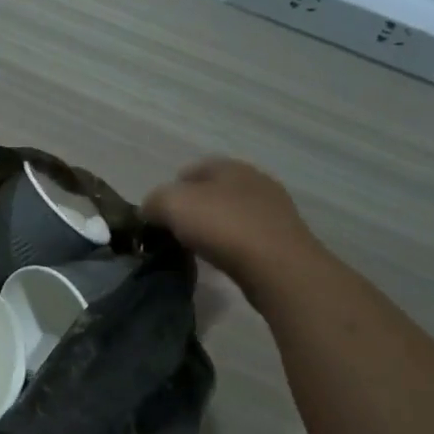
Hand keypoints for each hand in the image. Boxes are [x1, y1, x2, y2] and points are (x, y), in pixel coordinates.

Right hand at [143, 158, 319, 297]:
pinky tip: (222, 261)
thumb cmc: (223, 226)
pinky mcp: (283, 239)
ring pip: (230, 214)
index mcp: (229, 166)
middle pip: (212, 192)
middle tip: (174, 232)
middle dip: (192, 209)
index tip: (157, 216)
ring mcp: (273, 210)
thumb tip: (150, 210)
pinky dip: (231, 246)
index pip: (190, 170)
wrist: (278, 267)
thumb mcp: (172, 204)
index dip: (169, 190)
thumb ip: (153, 201)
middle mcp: (254, 180)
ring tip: (196, 249)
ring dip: (213, 228)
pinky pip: (246, 237)